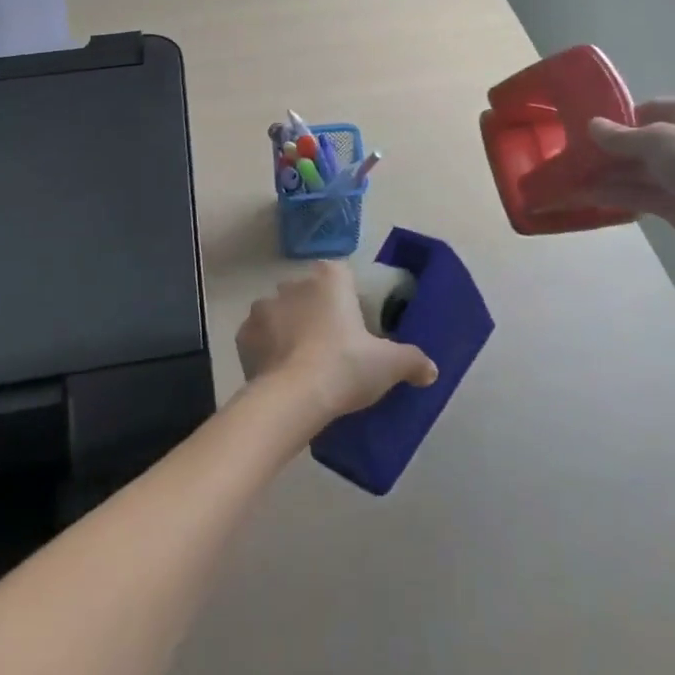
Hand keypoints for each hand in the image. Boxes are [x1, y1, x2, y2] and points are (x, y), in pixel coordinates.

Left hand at [236, 262, 437, 423]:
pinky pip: (259, 337)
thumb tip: (431, 370)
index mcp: (330, 278)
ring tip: (303, 364)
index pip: (341, 276)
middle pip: (309, 293)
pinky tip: (280, 373)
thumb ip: (412, 361)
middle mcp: (294, 283)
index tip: (355, 328)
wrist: (292, 398)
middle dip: (317, 313)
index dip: (348, 300)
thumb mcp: (388, 365)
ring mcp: (264, 306)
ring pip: (281, 313)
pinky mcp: (243, 334)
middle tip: (332, 349)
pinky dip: (268, 349)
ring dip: (290, 330)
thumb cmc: (345, 367)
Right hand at [589, 98, 674, 260]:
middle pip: (642, 142)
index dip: (620, 118)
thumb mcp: (657, 140)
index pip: (651, 109)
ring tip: (572, 178)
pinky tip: (587, 196)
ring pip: (639, 171)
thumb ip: (620, 136)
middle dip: (609, 150)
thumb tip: (591, 125)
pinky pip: (641, 194)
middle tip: (574, 155)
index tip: (589, 129)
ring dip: (607, 174)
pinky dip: (616, 194)